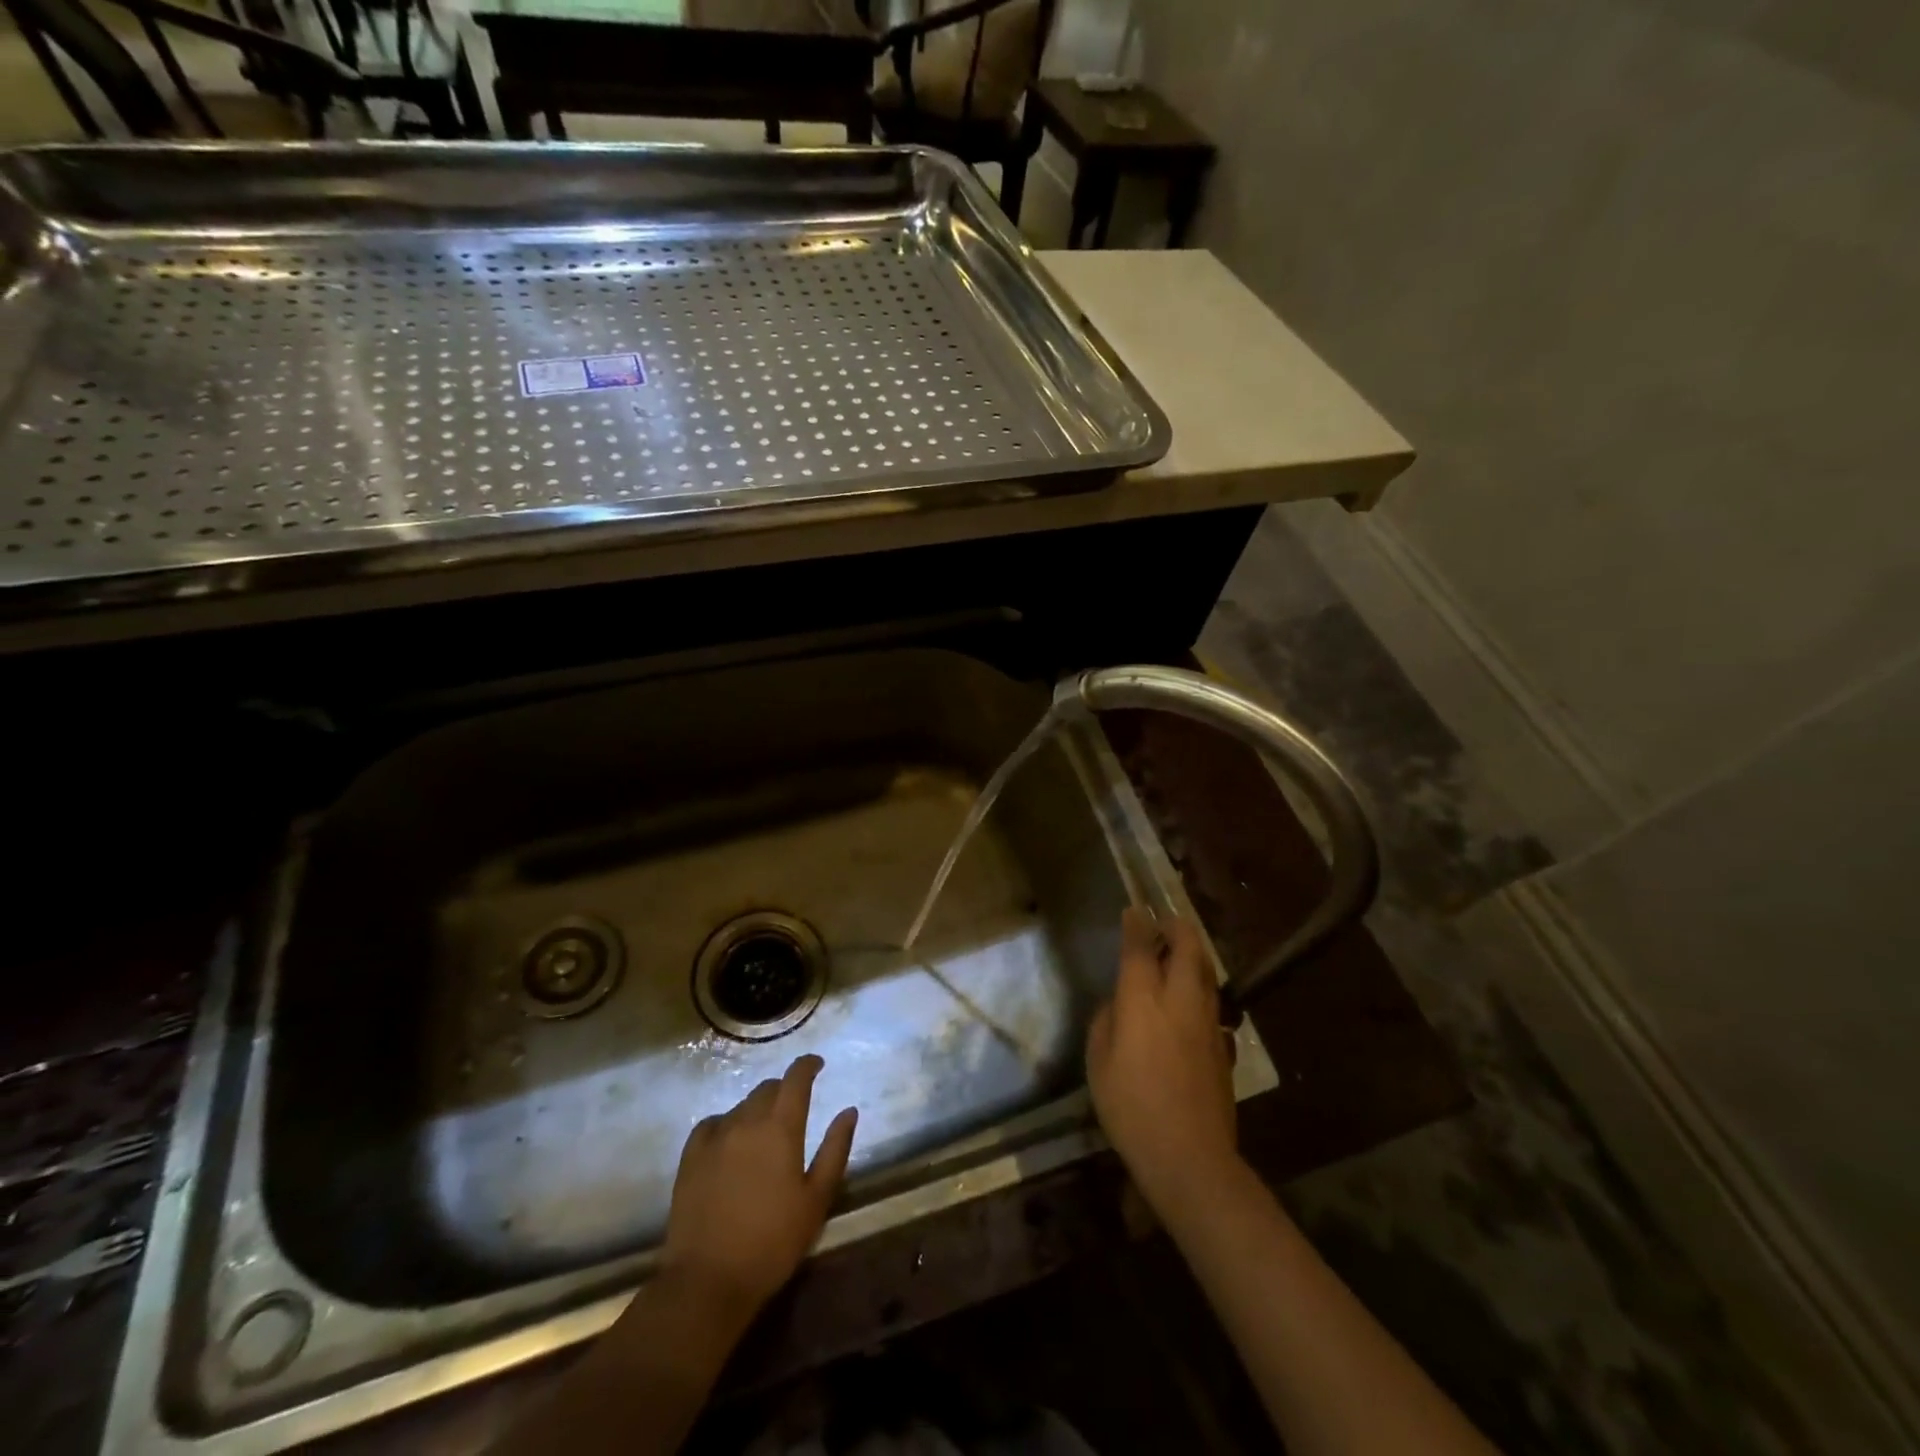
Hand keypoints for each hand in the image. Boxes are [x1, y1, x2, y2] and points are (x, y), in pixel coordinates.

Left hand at [660, 1054, 857, 1325]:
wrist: (708, 1279)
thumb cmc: (773, 1241)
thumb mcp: (816, 1199)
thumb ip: (835, 1149)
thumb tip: (849, 1111)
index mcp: (781, 1127)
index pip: (796, 1078)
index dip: (808, 1065)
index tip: (817, 1064)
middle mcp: (747, 1120)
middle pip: (768, 1089)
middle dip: (784, 1090)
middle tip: (794, 1108)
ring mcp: (715, 1136)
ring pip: (741, 1105)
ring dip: (757, 1109)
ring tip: (764, 1133)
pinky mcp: (690, 1156)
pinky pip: (712, 1124)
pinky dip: (727, 1124)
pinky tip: (730, 1142)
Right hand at [1087, 910, 1238, 1218]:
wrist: (1189, 1155)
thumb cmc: (1130, 1107)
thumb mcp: (1098, 1063)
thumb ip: (1107, 1023)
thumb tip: (1118, 1004)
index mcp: (1143, 1000)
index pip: (1141, 948)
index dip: (1137, 924)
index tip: (1135, 909)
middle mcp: (1179, 1000)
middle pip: (1187, 948)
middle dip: (1177, 926)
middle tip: (1166, 920)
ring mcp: (1207, 1022)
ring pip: (1206, 972)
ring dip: (1194, 954)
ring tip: (1180, 951)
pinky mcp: (1223, 1045)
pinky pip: (1213, 1003)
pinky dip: (1202, 989)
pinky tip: (1193, 1002)